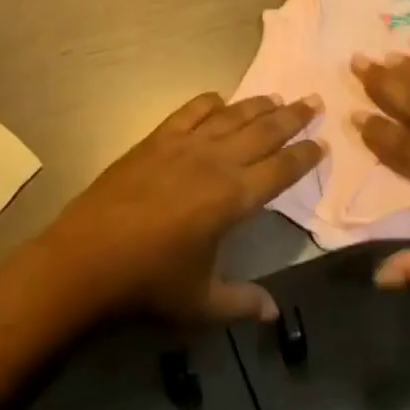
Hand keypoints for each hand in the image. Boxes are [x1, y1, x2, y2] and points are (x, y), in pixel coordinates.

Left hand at [38, 92, 322, 325]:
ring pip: (231, 116)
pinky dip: (210, 102)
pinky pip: (191, 111)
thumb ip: (242, 302)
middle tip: (314, 100)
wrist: (86, 258)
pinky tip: (220, 100)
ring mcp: (185, 145)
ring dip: (257, 105)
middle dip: (291, 117)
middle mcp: (215, 161)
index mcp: (232, 198)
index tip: (322, 142)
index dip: (304, 156)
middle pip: (262, 131)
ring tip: (278, 97)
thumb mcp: (201, 304)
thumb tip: (275, 312)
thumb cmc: (148, 284)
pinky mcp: (157, 138)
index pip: (280, 170)